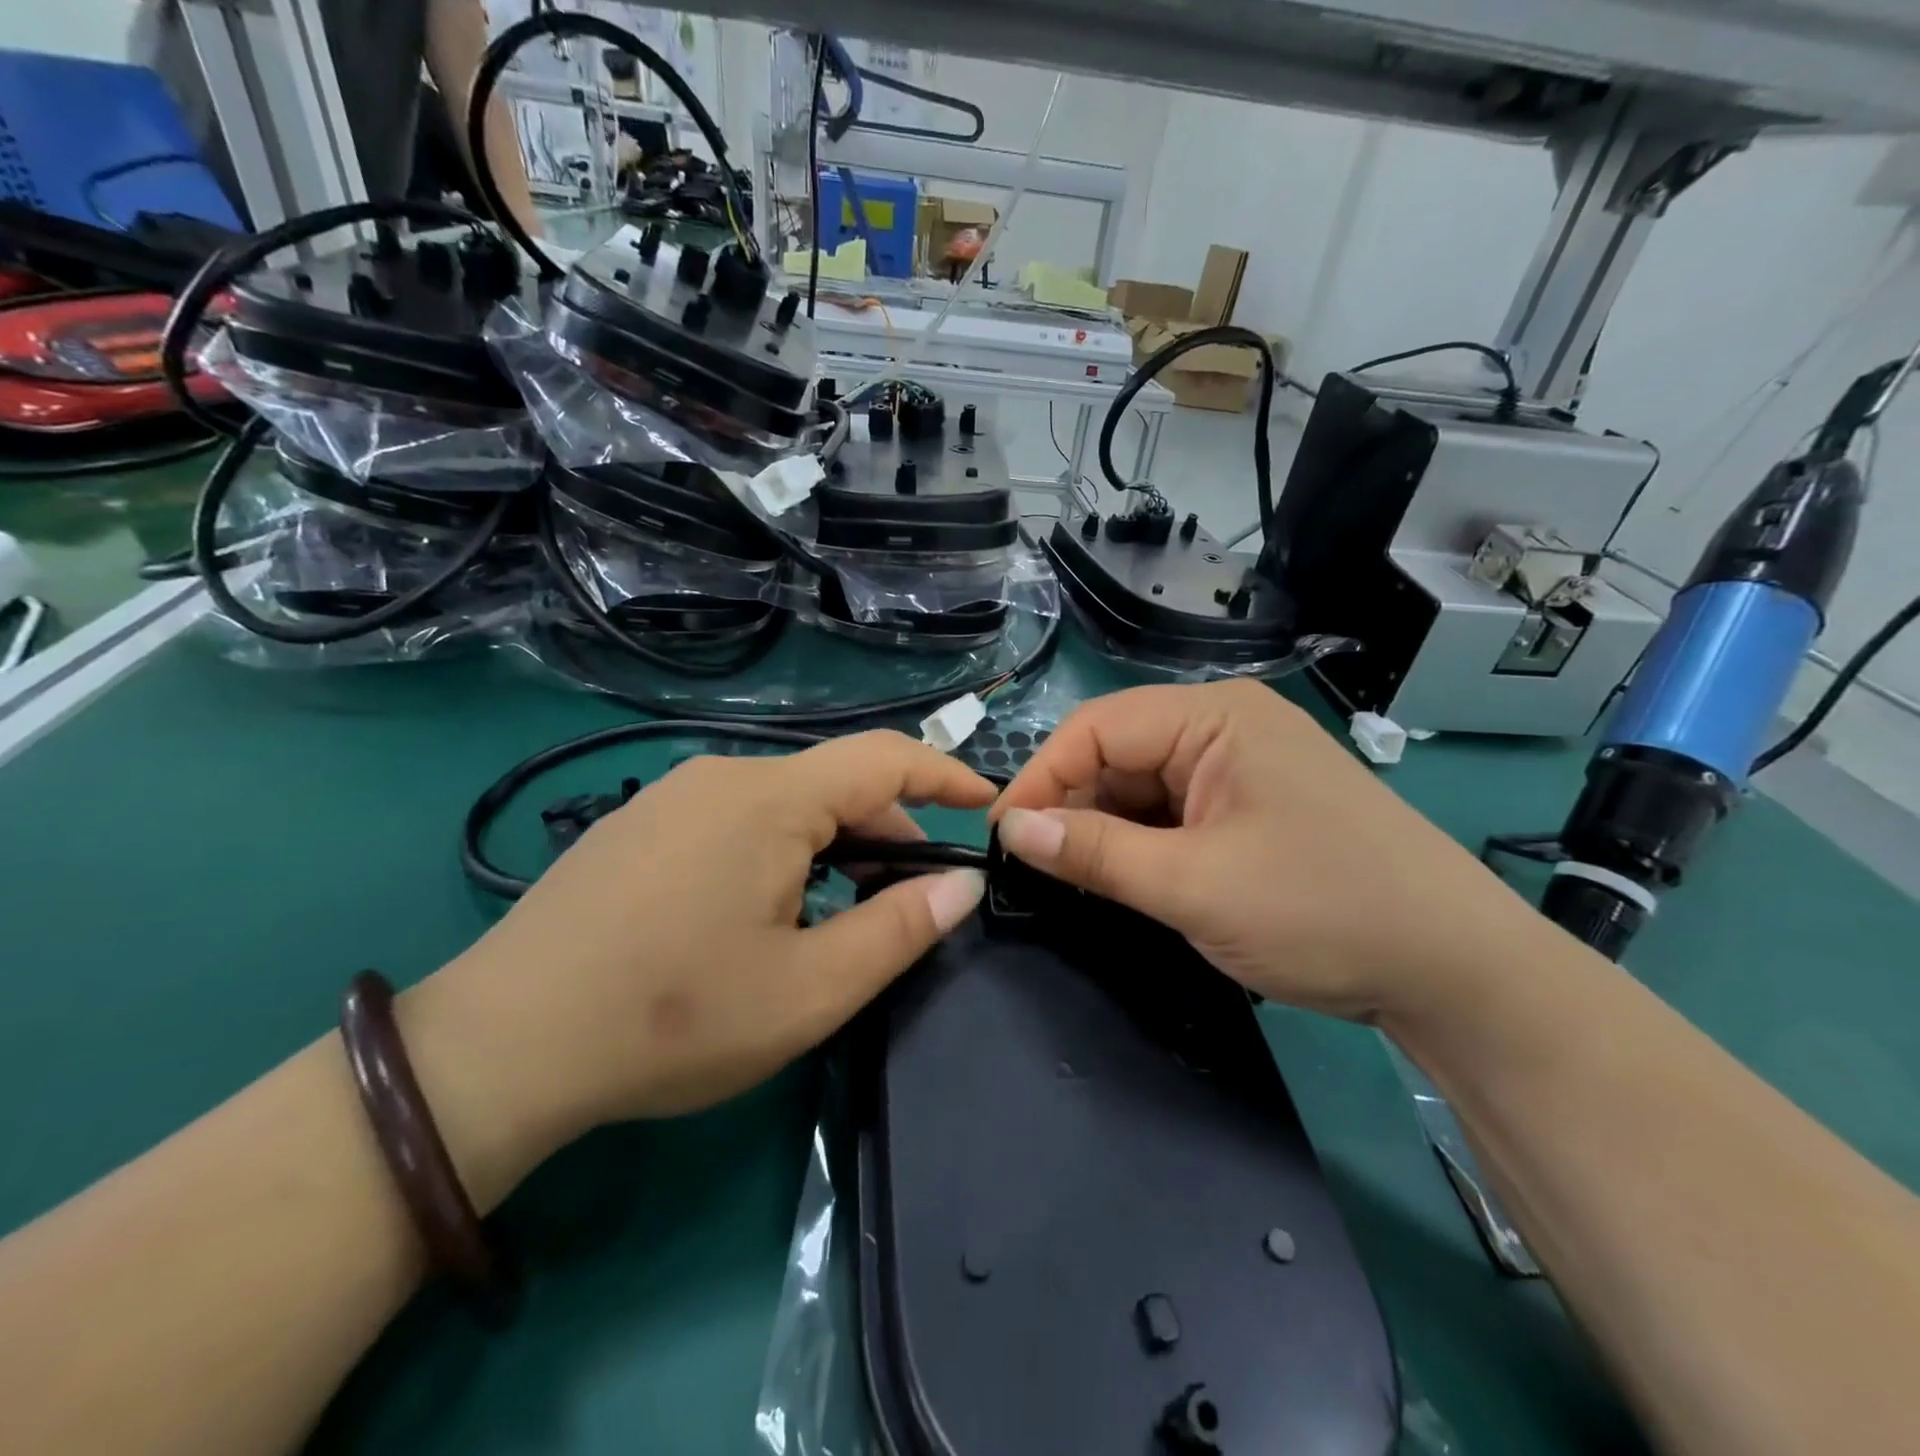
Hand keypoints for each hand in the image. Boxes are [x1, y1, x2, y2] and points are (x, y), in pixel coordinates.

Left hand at [403, 732, 992, 1199]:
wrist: (500, 1046)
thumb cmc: (673, 1017)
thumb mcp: (809, 989)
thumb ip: (898, 929)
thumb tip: (961, 884)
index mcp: (769, 799)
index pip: (884, 757)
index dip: (946, 775)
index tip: (986, 805)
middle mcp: (721, 776)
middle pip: (833, 785)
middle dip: (887, 833)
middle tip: (907, 901)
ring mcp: (672, 797)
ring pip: (785, 805)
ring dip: (832, 848)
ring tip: (838, 917)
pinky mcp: (639, 826)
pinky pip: (736, 819)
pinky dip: (781, 852)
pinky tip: (763, 914)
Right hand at [990, 680, 1544, 1025]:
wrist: (1457, 971)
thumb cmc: (1324, 911)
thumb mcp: (1193, 885)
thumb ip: (1095, 853)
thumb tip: (1010, 830)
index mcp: (1216, 717)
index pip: (1097, 728)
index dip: (1042, 778)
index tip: (1002, 837)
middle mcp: (1227, 727)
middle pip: (1118, 754)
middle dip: (1074, 807)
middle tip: (1037, 868)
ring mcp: (1243, 767)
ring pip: (1143, 786)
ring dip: (1108, 830)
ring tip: (1081, 880)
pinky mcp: (1254, 806)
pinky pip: (1175, 811)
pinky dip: (1144, 843)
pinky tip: (1131, 879)